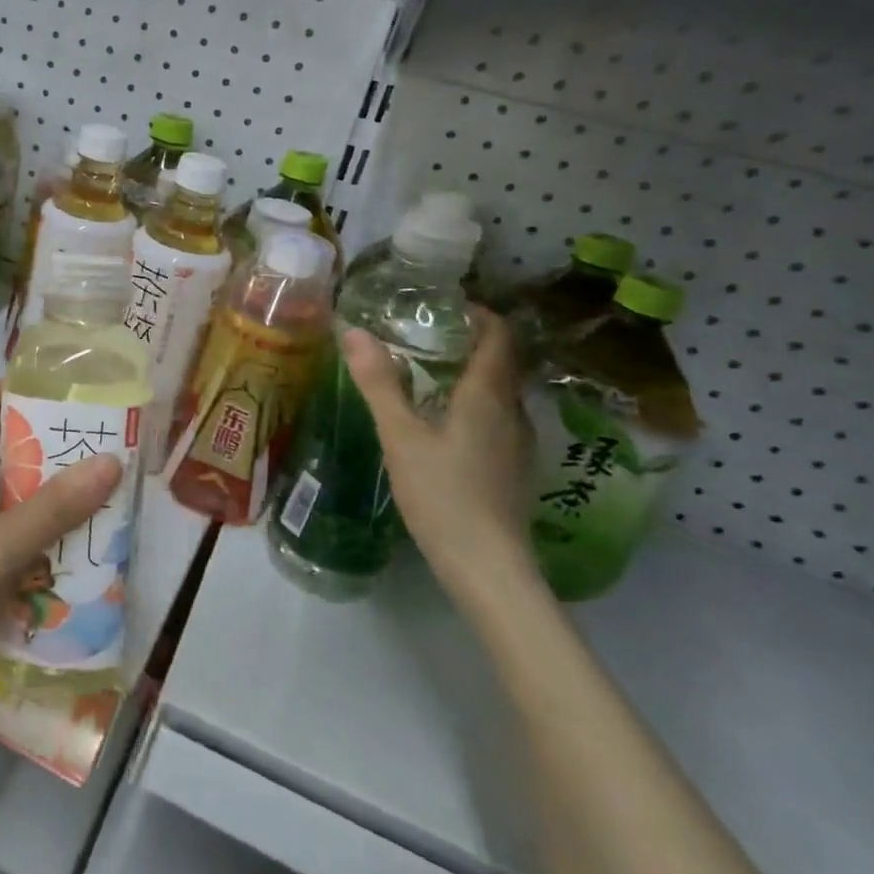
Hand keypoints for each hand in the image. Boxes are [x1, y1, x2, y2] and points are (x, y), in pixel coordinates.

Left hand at [0, 380, 122, 708]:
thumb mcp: (0, 548)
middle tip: (89, 450)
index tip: (73, 399)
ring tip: (78, 494)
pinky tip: (43, 542)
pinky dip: (10, 520)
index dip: (25, 391)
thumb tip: (110, 460)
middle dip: (38, 443)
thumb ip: (56, 506)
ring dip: (27, 486)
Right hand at [342, 308, 539, 605]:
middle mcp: (513, 413)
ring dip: (473, 374)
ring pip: (501, 393)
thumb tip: (355, 331)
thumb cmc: (443, 494)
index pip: (499, 337)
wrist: (488, 567)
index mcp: (488, 397)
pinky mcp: (513, 469)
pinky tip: (445, 422)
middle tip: (428, 335)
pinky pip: (498, 419)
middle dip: (471, 342)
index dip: (480, 314)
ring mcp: (518, 444)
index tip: (447, 305)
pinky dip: (475, 404)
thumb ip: (379, 383)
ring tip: (430, 373)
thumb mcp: (401, 436)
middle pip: (502, 363)